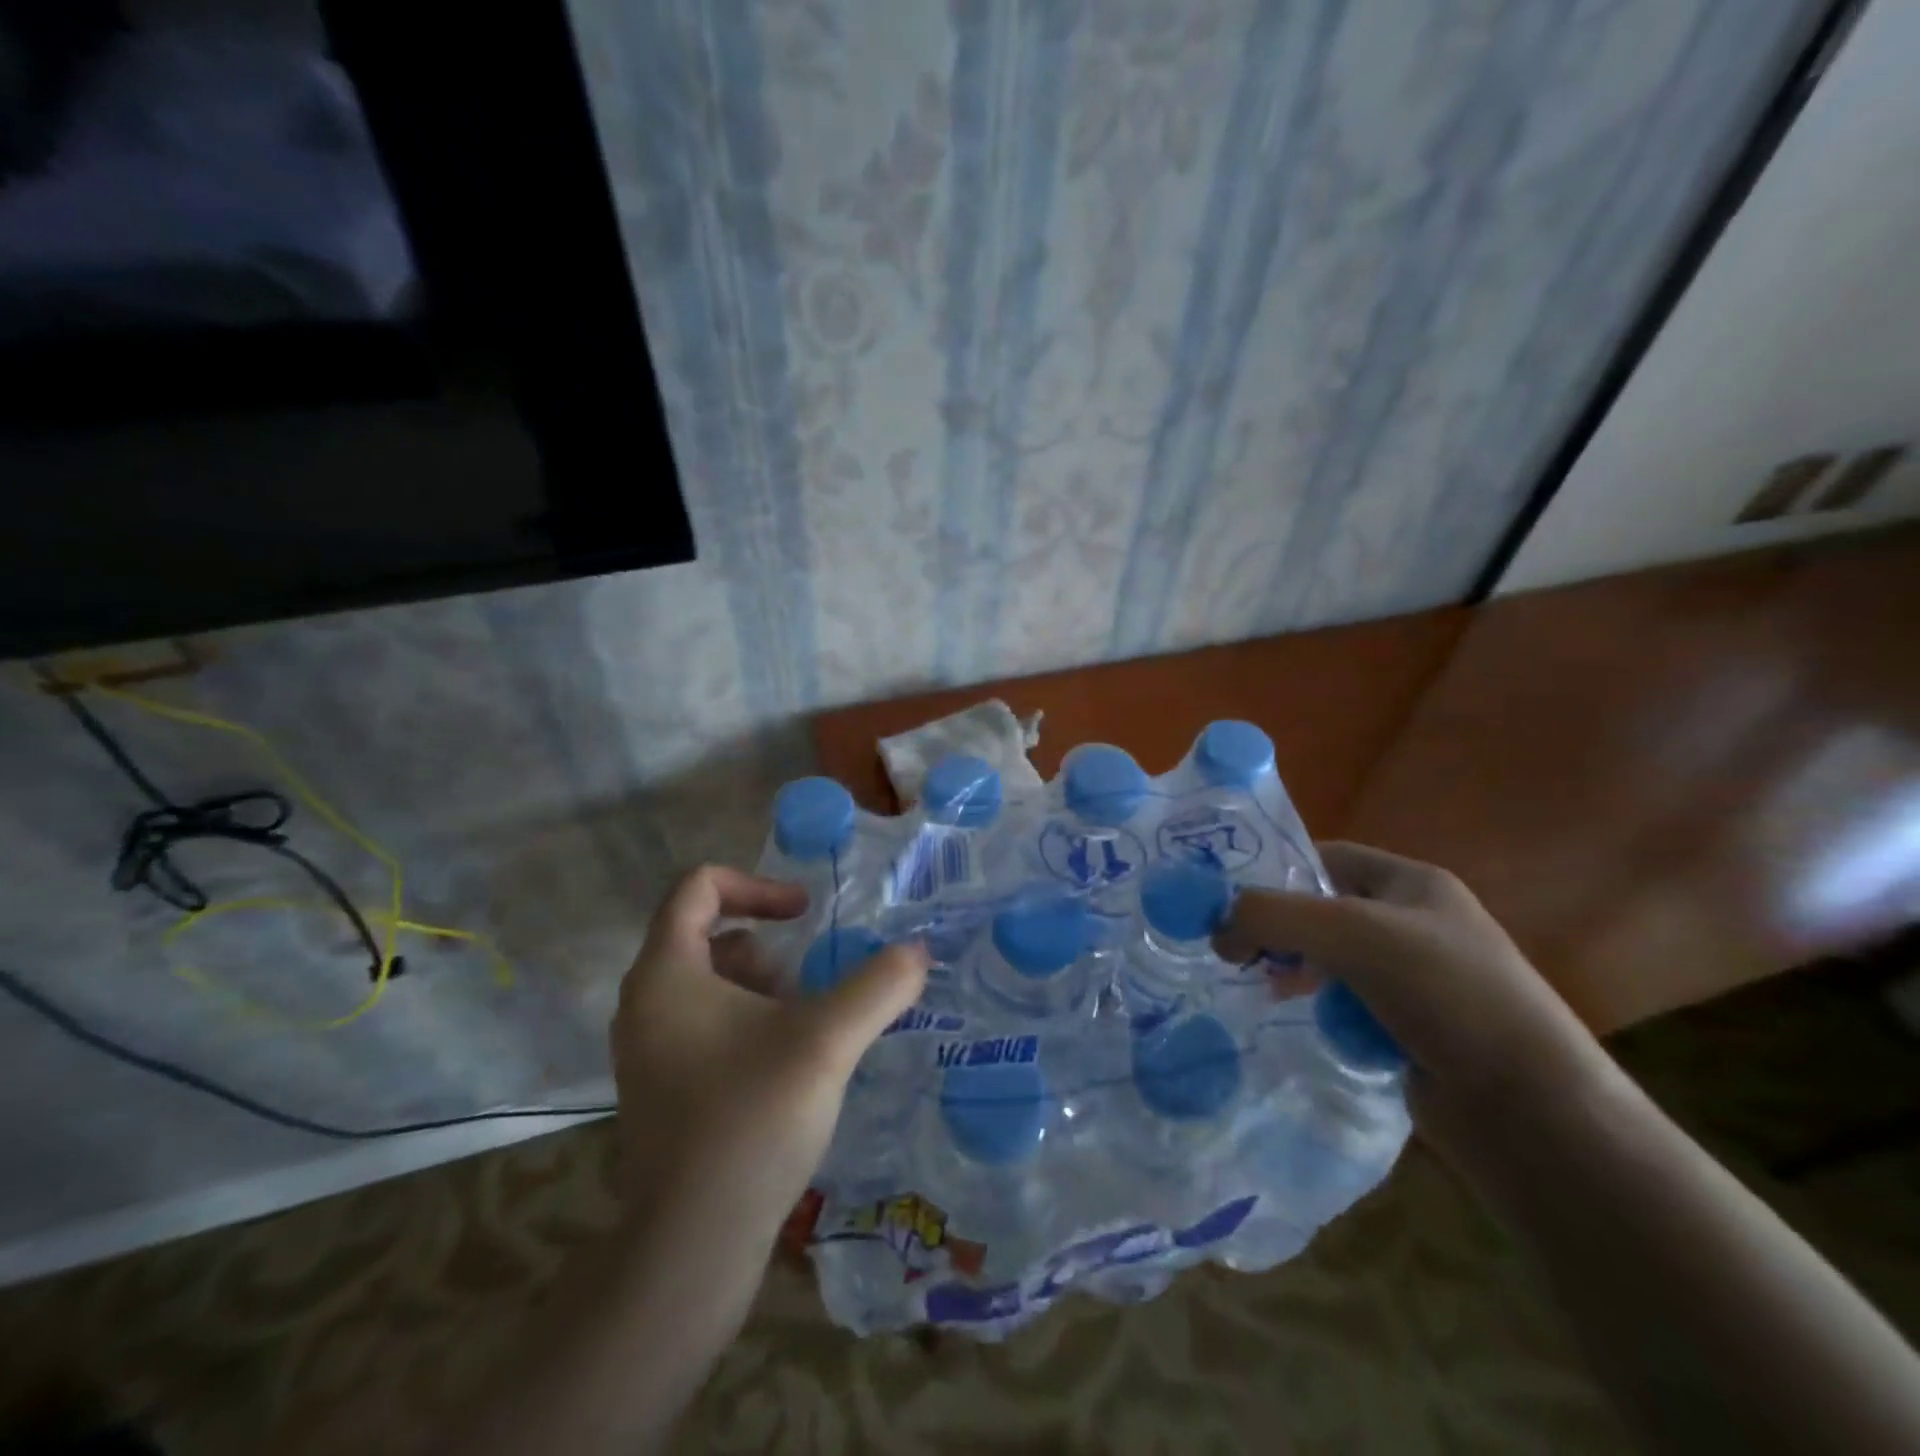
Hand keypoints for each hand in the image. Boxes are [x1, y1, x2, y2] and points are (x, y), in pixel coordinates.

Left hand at [609, 865, 928, 1240]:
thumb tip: (918, 952)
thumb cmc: (750, 1122)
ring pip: (709, 985)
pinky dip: (748, 1026)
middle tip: (807, 989)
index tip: (804, 914)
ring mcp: (649, 1051)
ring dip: (762, 990)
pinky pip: (706, 1028)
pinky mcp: (663, 1090)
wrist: (690, 1250)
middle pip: (706, 936)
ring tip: (805, 1030)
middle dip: (767, 950)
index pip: (697, 888)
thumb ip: (878, 986)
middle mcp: (645, 1004)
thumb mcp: (826, 1042)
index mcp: (666, 974)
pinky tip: (788, 1068)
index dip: (756, 886)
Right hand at [1214, 842, 1614, 1131]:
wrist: (1535, 1114)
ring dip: (1292, 969)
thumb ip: (1271, 916)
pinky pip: (1344, 1004)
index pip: (1325, 857)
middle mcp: (1413, 924)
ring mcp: (1414, 980)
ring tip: (1260, 987)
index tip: (1223, 898)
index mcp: (1412, 884)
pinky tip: (1297, 1022)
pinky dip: (1317, 1008)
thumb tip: (1214, 931)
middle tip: (1232, 949)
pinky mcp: (1408, 1029)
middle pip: (1322, 910)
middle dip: (1277, 927)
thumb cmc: (1447, 996)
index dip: (1274, 871)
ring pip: (1329, 960)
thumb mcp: (1350, 934)